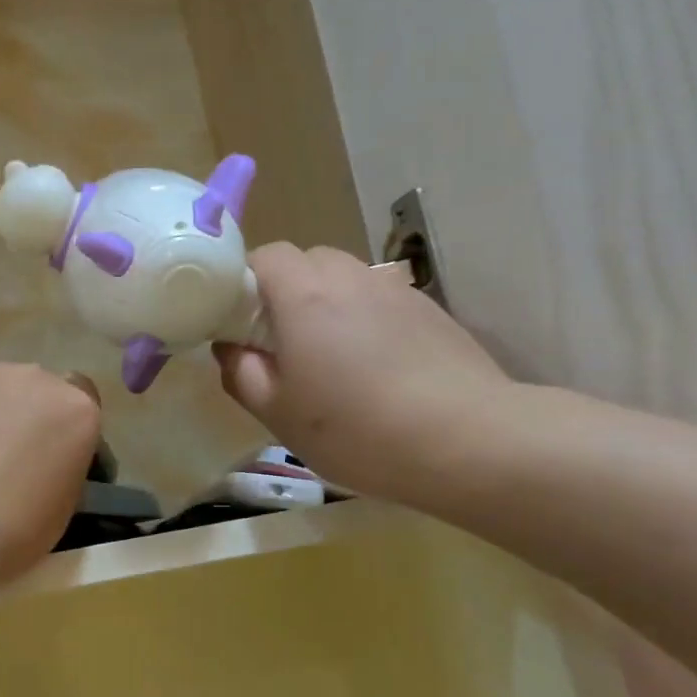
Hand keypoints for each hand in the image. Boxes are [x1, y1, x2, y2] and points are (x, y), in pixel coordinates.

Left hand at [0, 348, 101, 583]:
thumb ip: (62, 469)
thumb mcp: (60, 512)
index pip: (82, 408)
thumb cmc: (6, 530)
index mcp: (78, 412)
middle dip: (23, 416)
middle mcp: (39, 377)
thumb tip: (47, 462)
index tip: (47, 459)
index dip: (62, 431)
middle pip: (36, 391)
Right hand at [215, 243, 512, 502]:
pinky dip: (363, 318)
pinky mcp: (429, 311)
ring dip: (325, 304)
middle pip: (307, 261)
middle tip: (280, 343)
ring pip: (345, 279)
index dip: (245, 282)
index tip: (240, 323)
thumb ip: (241, 372)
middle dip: (284, 291)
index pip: (265, 256)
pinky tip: (373, 367)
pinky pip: (379, 299)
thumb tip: (231, 347)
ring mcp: (395, 291)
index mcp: (304, 295)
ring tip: (329, 357)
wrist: (465, 440)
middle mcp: (350, 278)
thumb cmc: (354, 428)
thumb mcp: (276, 412)